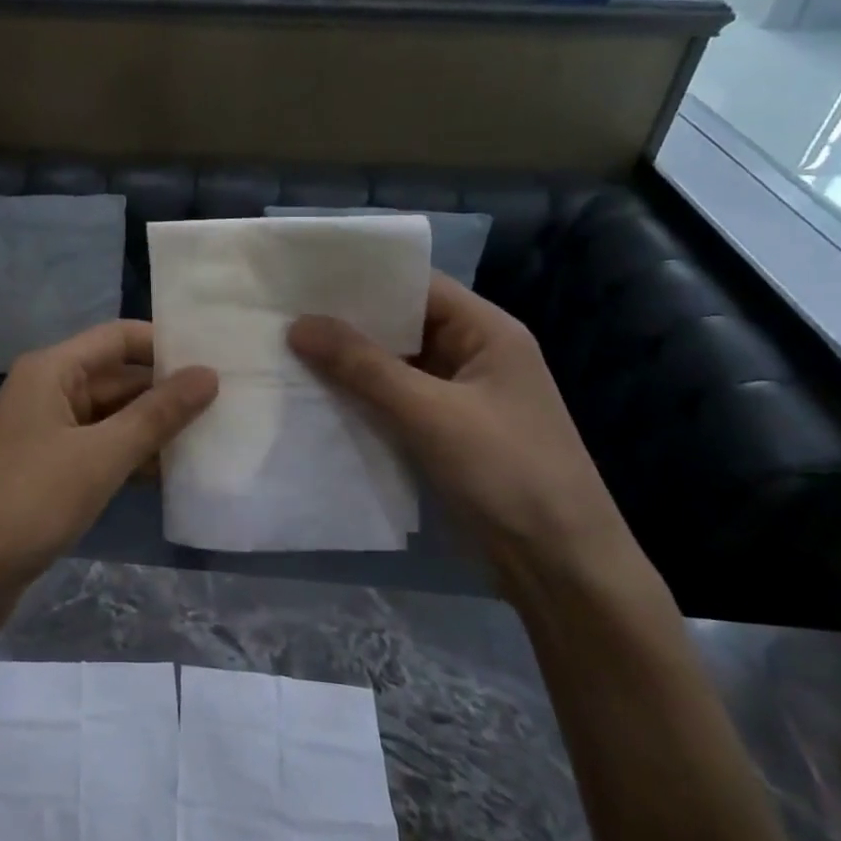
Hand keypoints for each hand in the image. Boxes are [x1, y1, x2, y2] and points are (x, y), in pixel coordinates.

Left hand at [0, 321, 217, 639]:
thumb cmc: (30, 502)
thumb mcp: (100, 456)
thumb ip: (157, 415)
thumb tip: (209, 374)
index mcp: (52, 370)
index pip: (119, 338)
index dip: (166, 345)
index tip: (218, 359)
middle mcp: (50, 390)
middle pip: (119, 376)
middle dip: (167, 391)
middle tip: (230, 403)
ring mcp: (49, 431)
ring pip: (114, 416)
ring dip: (155, 428)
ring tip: (216, 437)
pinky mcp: (52, 468)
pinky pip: (102, 448)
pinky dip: (134, 456)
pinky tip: (175, 474)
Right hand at [288, 273, 631, 579]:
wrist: (558, 566)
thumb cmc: (505, 471)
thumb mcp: (430, 412)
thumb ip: (363, 366)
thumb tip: (298, 324)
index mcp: (487, 332)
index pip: (417, 285)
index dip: (364, 276)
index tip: (305, 274)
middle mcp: (472, 355)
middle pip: (401, 324)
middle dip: (346, 321)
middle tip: (282, 311)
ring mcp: (457, 397)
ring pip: (393, 365)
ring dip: (348, 362)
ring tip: (284, 347)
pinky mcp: (442, 433)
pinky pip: (392, 401)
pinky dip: (358, 397)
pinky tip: (313, 394)